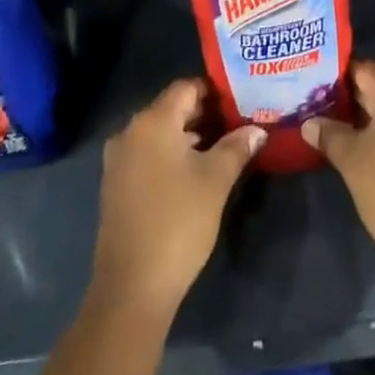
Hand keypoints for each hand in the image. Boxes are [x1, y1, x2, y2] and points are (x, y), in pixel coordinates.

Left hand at [91, 79, 264, 314]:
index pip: (185, 88)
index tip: (240, 101)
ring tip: (224, 147)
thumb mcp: (215, 180)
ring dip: (189, 136)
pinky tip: (196, 172)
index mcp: (152, 122)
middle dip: (205, 114)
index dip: (214, 91)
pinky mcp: (116, 185)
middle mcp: (130, 132)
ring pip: (160, 133)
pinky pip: (148, 154)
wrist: (132, 287)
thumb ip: (237, 147)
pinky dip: (172, 155)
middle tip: (238, 123)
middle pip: (172, 108)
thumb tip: (257, 129)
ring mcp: (119, 159)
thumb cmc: (178, 222)